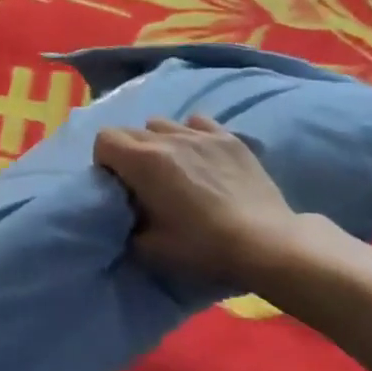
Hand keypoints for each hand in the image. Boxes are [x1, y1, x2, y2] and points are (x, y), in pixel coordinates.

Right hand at [94, 115, 313, 286]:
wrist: (267, 243)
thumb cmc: (203, 246)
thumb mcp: (149, 248)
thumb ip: (126, 225)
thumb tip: (124, 215)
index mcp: (142, 161)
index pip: (104, 139)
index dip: (104, 161)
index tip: (118, 184)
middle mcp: (167, 138)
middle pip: (130, 131)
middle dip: (127, 152)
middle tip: (142, 182)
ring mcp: (200, 134)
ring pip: (161, 123)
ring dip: (157, 141)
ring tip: (171, 166)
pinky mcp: (229, 138)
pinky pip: (196, 122)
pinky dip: (190, 134)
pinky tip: (200, 156)